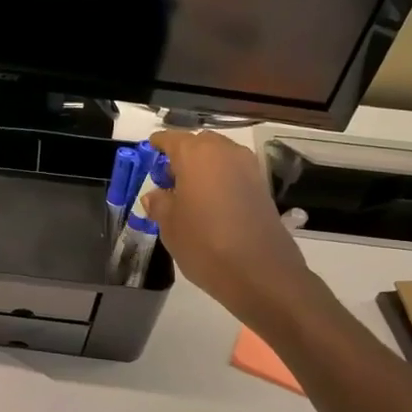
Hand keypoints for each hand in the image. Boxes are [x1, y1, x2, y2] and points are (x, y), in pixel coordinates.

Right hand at [145, 130, 310, 324]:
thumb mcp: (169, 225)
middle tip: (168, 181)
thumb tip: (156, 194)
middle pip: (198, 144)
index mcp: (196, 154)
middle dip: (182, 157)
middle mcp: (225, 152)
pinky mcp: (262, 187)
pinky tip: (211, 206)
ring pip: (219, 157)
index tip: (149, 154)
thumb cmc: (203, 243)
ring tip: (189, 196)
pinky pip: (234, 174)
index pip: (171, 138)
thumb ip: (159, 203)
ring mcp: (248, 167)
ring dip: (203, 169)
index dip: (158, 146)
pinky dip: (220, 181)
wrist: (259, 272)